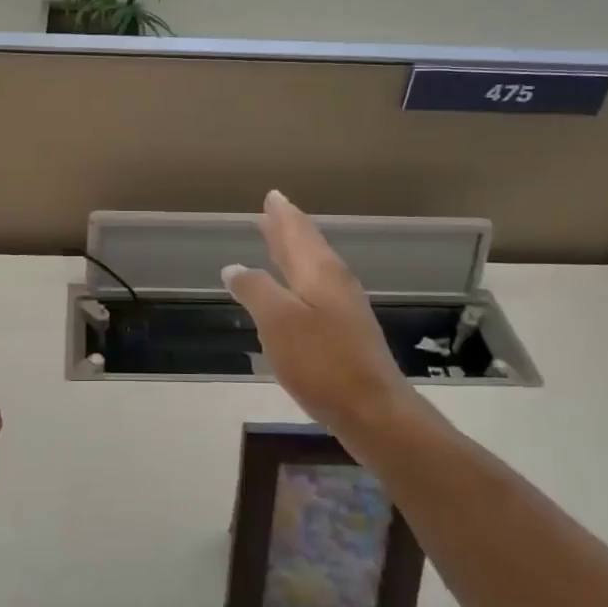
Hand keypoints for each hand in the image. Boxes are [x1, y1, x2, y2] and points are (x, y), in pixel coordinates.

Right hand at [222, 191, 430, 444]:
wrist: (372, 410)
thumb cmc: (321, 361)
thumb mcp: (277, 321)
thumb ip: (255, 289)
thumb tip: (235, 267)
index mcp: (319, 272)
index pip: (298, 232)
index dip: (282, 215)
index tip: (273, 196)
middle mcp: (334, 283)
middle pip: (308, 247)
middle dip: (287, 229)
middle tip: (272, 212)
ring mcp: (344, 308)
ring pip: (313, 268)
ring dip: (293, 253)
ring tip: (276, 243)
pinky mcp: (346, 333)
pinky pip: (316, 290)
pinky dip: (298, 280)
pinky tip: (292, 294)